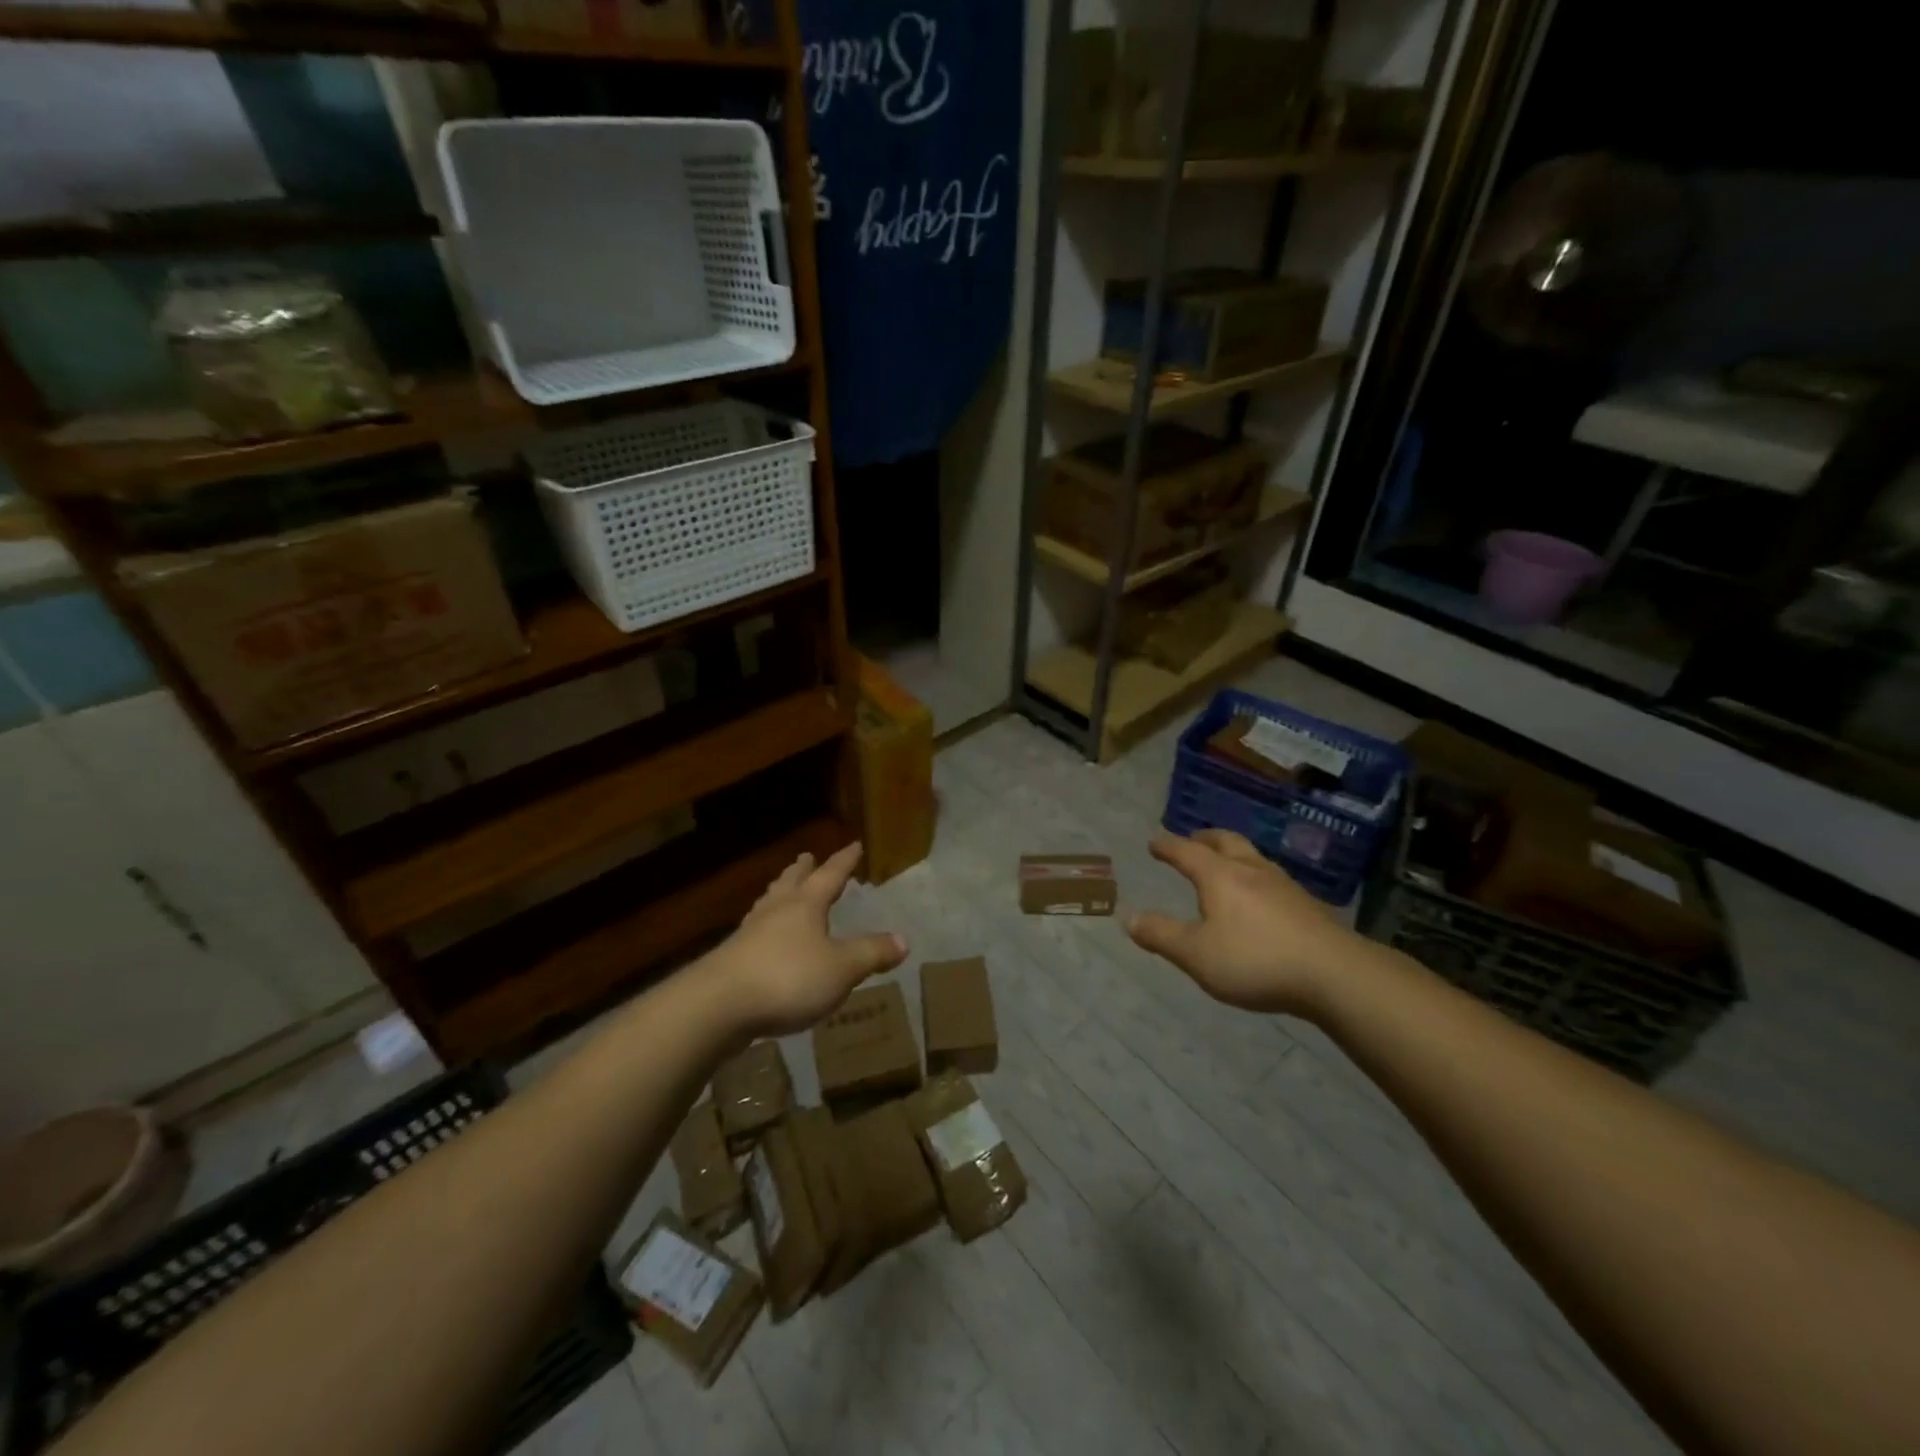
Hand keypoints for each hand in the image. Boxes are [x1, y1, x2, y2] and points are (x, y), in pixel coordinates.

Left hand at [702, 841, 907, 1037]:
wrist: (718, 1006)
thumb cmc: (788, 978)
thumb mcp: (841, 968)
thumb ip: (871, 953)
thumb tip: (904, 940)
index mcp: (805, 905)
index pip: (830, 876)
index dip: (844, 861)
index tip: (854, 845)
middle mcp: (776, 911)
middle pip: (791, 883)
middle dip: (803, 871)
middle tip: (806, 858)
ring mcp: (749, 934)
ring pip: (768, 905)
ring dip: (779, 894)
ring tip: (782, 889)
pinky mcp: (732, 961)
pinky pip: (754, 933)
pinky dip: (765, 927)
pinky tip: (763, 939)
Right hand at [1126, 829, 1355, 1017]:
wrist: (1335, 974)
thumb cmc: (1255, 960)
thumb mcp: (1196, 955)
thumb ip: (1162, 936)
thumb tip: (1129, 918)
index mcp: (1219, 876)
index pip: (1187, 852)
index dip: (1167, 846)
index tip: (1154, 841)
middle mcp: (1251, 870)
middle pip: (1226, 842)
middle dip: (1205, 838)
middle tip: (1192, 839)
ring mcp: (1284, 885)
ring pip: (1253, 857)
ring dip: (1233, 854)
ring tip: (1226, 864)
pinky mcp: (1307, 905)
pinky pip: (1272, 878)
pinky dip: (1255, 877)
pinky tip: (1260, 896)